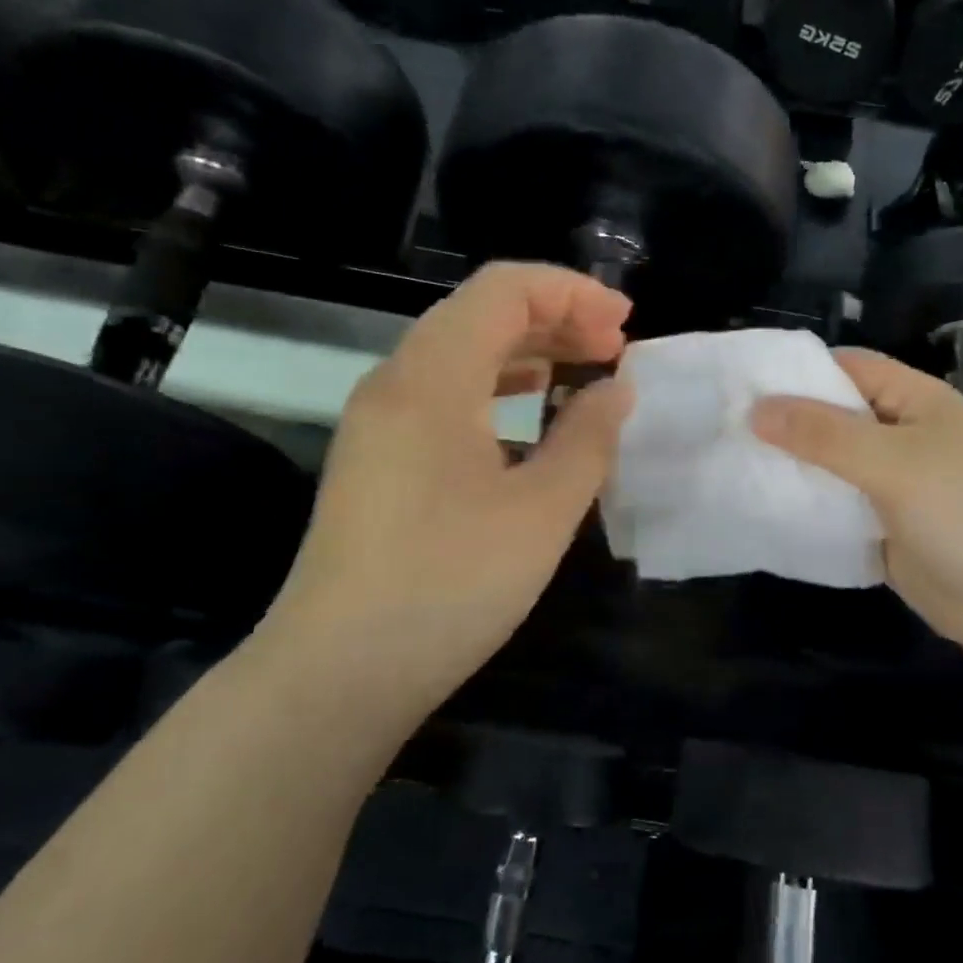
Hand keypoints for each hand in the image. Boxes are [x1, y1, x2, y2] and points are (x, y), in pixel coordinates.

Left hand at [262, 263, 632, 705]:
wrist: (337, 673)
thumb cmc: (448, 586)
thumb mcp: (541, 511)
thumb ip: (588, 438)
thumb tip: (616, 389)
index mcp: (432, 377)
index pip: (503, 289)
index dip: (572, 292)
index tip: (625, 324)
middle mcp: (396, 380)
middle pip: (479, 312)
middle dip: (554, 317)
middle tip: (614, 348)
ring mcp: (378, 420)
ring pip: (459, 351)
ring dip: (526, 349)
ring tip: (582, 370)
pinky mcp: (376, 456)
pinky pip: (442, 391)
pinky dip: (495, 385)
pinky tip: (529, 413)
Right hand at [751, 348, 962, 655]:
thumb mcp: (891, 463)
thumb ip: (823, 434)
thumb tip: (756, 409)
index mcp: (916, 401)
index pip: (848, 367)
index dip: (798, 371)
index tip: (741, 382)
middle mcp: (902, 435)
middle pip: (835, 416)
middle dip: (786, 422)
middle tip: (723, 427)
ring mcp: (893, 483)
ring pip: (831, 463)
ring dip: (792, 466)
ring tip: (730, 463)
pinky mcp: (883, 526)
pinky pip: (836, 505)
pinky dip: (806, 504)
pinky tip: (761, 505)